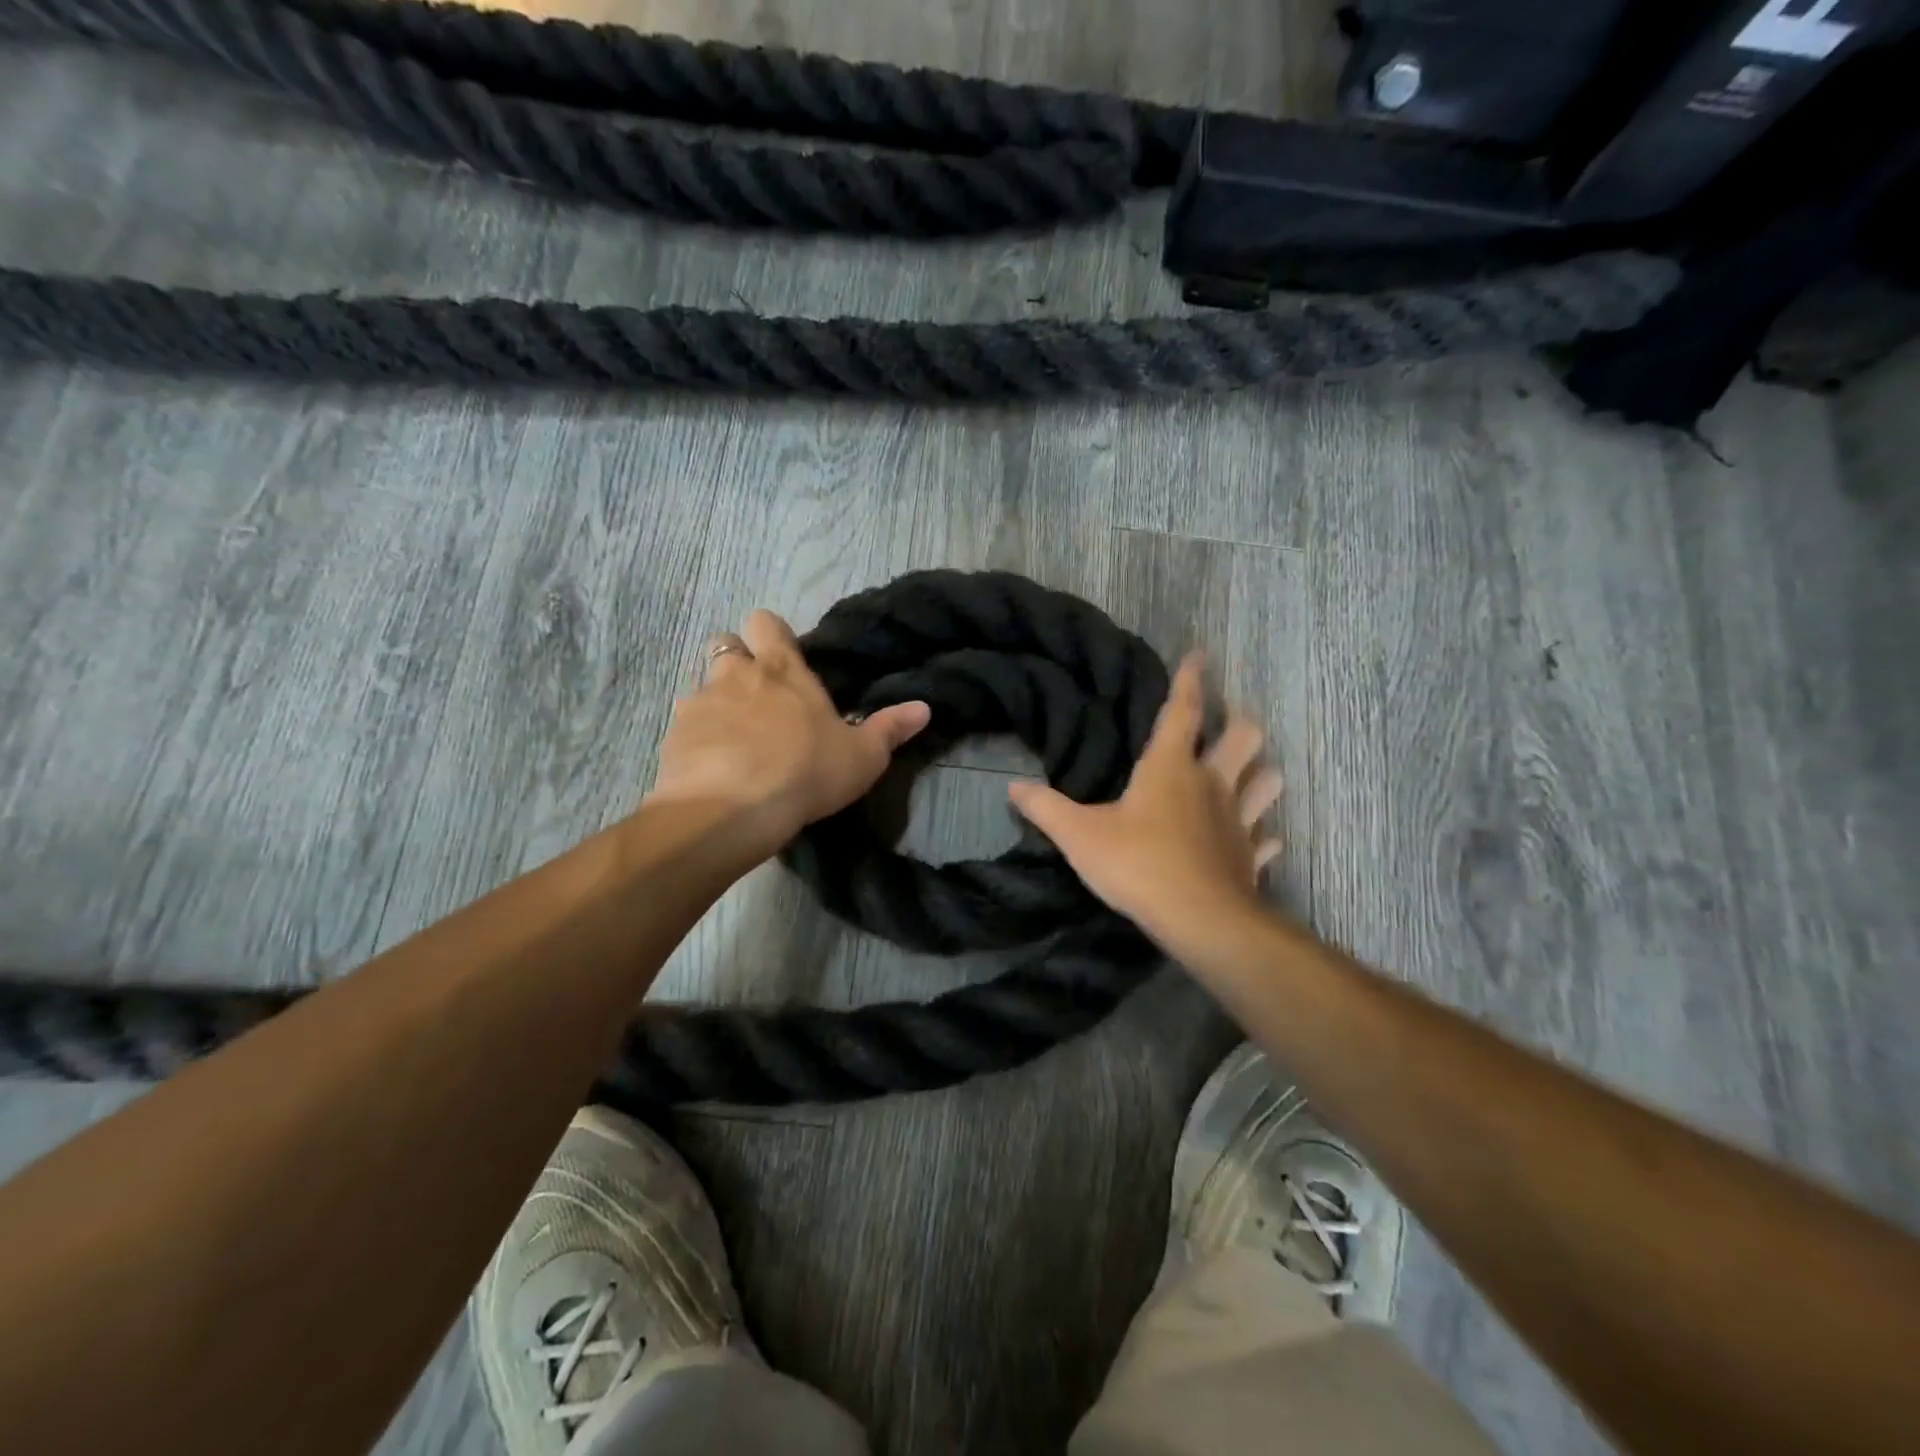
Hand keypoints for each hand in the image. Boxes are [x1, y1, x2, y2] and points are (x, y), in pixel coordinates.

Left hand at [649, 610, 930, 855]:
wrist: (731, 810)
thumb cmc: (806, 772)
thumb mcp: (862, 757)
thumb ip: (890, 729)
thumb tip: (924, 707)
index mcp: (782, 669)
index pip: (766, 621)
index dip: (771, 633)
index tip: (783, 658)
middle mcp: (736, 675)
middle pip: (725, 643)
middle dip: (737, 661)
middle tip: (757, 697)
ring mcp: (699, 703)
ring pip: (703, 687)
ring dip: (717, 704)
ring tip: (735, 741)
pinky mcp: (673, 736)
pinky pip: (685, 726)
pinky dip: (698, 739)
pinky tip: (713, 768)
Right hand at [1008, 652, 1281, 946]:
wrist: (1199, 920)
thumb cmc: (1138, 865)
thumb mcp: (1078, 836)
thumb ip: (1045, 808)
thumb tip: (1013, 787)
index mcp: (1171, 767)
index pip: (1183, 711)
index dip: (1190, 680)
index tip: (1201, 653)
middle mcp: (1212, 783)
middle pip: (1244, 737)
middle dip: (1241, 722)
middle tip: (1231, 719)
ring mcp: (1238, 819)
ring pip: (1267, 782)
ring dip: (1262, 772)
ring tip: (1252, 771)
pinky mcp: (1250, 855)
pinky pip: (1267, 838)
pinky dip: (1265, 835)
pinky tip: (1261, 838)